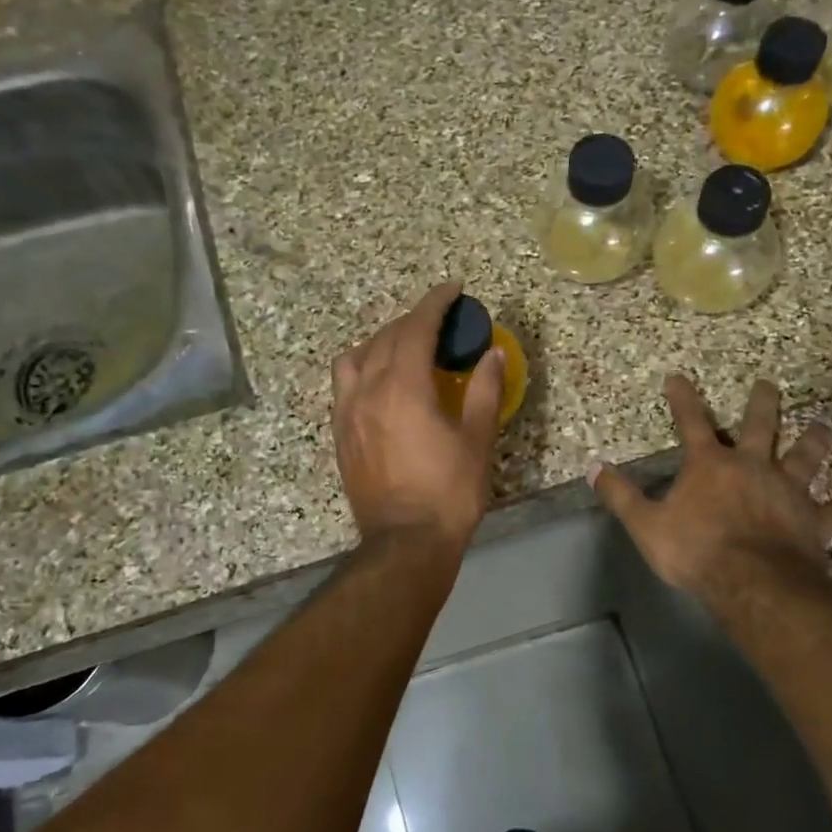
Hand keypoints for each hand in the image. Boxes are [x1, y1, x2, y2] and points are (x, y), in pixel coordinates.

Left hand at [332, 282, 504, 549]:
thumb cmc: (449, 492)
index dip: (435, 302)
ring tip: (404, 349)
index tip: (453, 288)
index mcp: (402, 387)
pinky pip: (344, 384)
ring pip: (355, 357)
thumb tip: (491, 353)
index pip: (416, 327)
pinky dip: (363, 368)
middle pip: (385, 337)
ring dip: (380, 342)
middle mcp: (367, 390)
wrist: (405, 543)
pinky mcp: (340, 434)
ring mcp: (347, 413)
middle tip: (440, 322)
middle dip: (412, 321)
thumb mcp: (476, 440)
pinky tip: (381, 383)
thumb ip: (484, 390)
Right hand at [590, 374, 831, 596]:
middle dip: (762, 403)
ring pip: (804, 457)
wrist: (751, 581)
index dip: (683, 398)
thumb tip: (594, 467)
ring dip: (814, 441)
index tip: (678, 376)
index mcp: (710, 465)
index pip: (691, 422)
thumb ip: (620, 495)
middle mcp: (752, 466)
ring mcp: (786, 490)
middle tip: (769, 384)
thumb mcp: (646, 524)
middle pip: (760, 426)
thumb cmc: (695, 549)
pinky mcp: (812, 519)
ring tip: (824, 426)